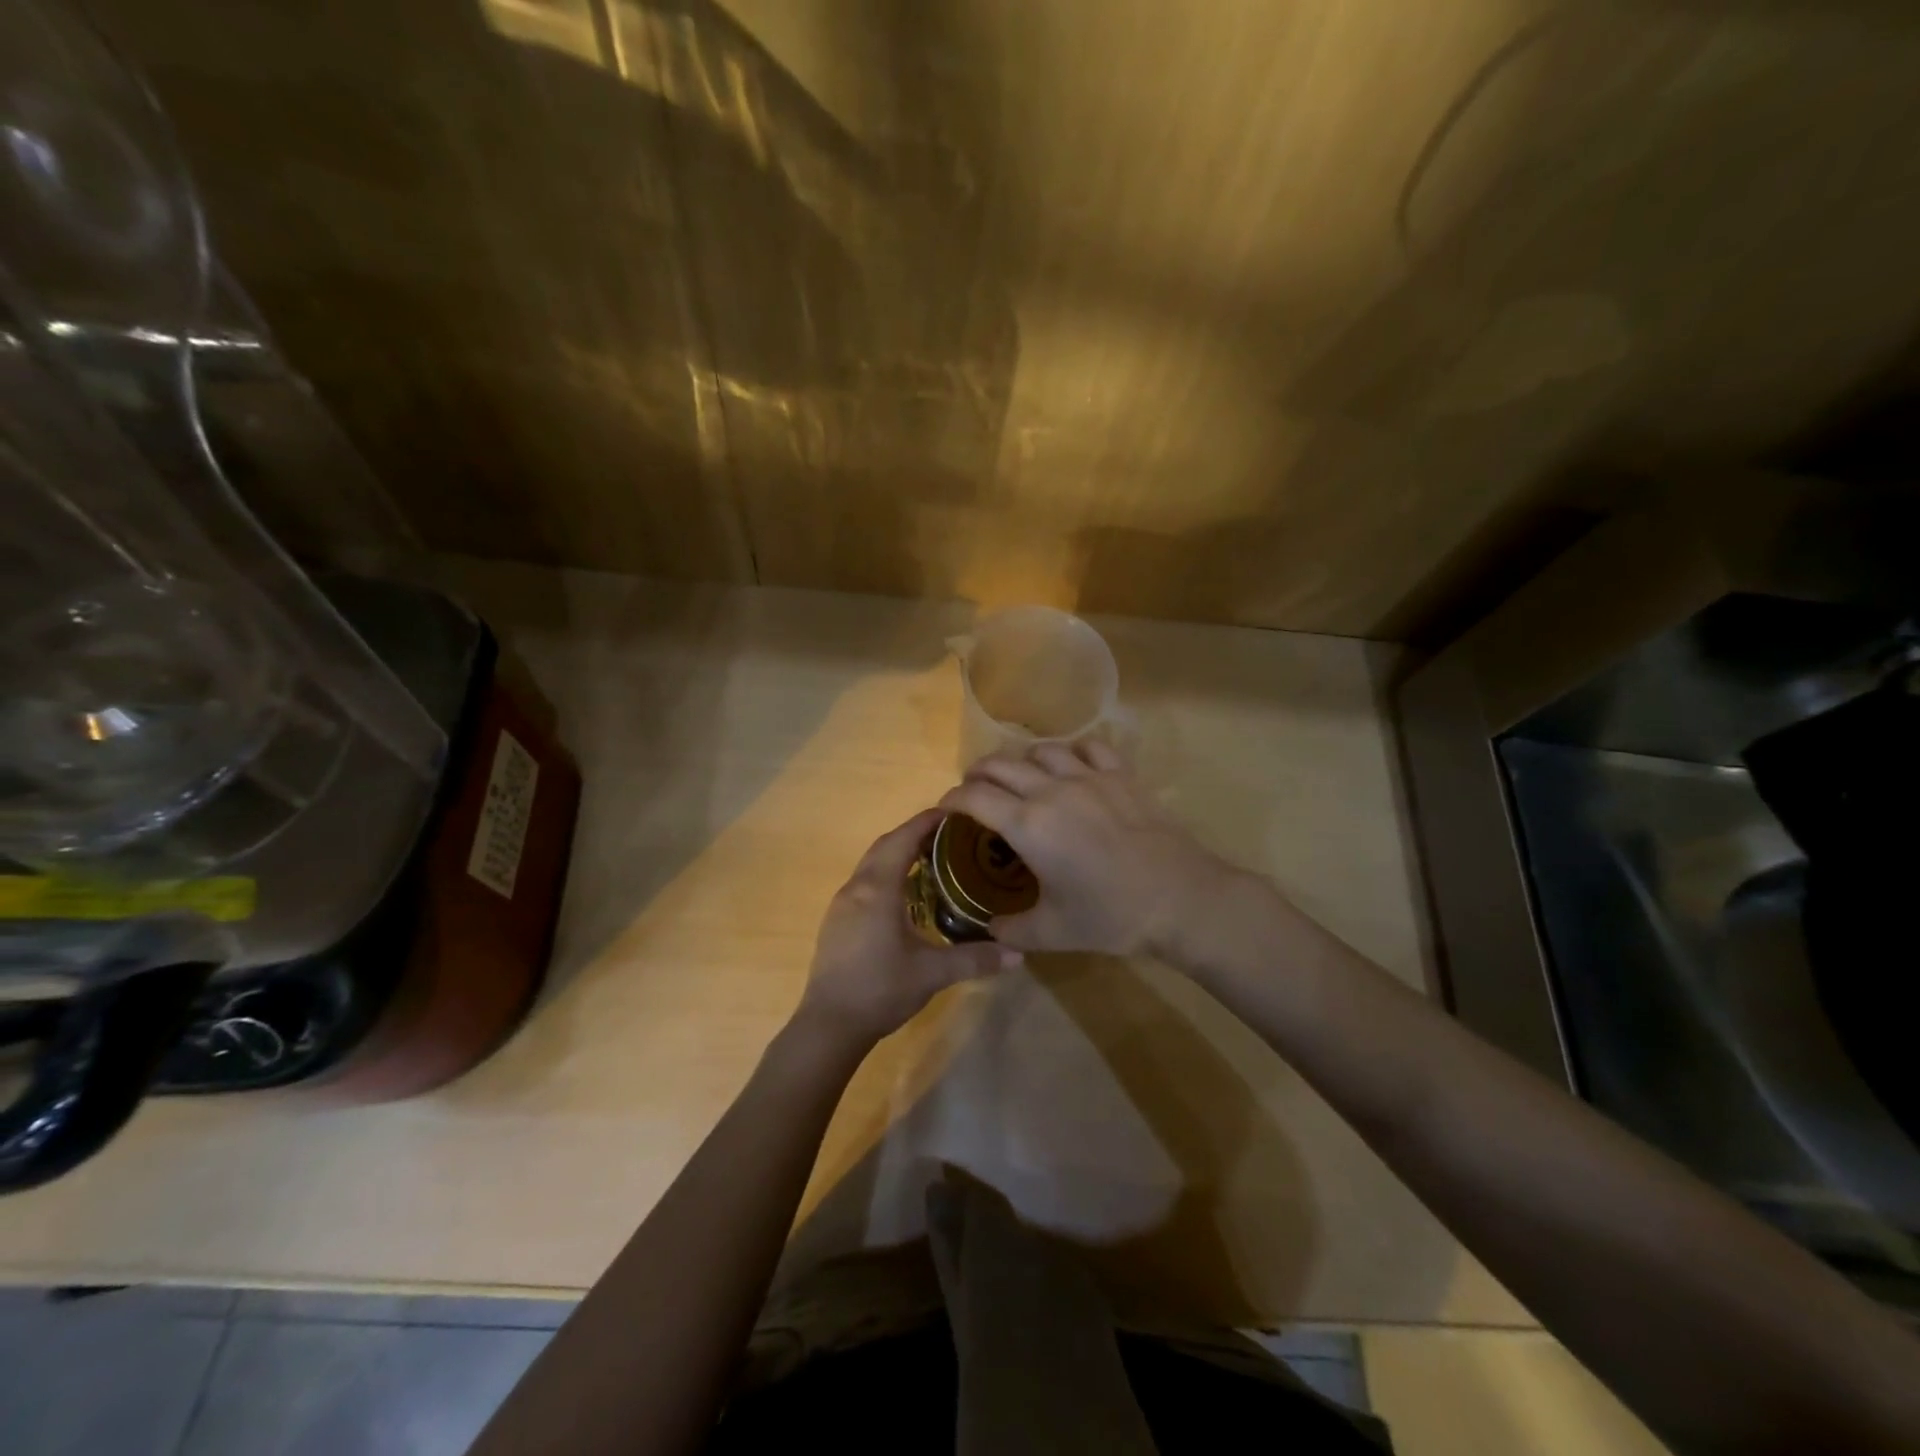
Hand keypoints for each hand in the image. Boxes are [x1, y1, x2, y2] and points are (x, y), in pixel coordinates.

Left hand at [796, 809, 1017, 1051]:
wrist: (829, 1024)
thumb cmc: (881, 989)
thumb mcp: (932, 973)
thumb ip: (974, 959)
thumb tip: (1019, 954)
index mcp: (878, 889)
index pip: (902, 840)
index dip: (926, 822)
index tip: (952, 811)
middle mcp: (856, 888)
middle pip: (884, 846)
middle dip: (913, 834)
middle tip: (947, 834)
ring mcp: (841, 905)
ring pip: (871, 864)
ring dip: (897, 854)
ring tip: (930, 860)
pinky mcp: (836, 922)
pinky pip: (864, 883)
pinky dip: (885, 875)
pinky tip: (903, 896)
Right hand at [938, 741, 1236, 957]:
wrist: (1179, 899)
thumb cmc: (1110, 916)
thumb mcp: (1052, 932)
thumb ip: (1012, 931)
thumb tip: (991, 929)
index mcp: (1028, 825)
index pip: (975, 797)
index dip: (952, 799)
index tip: (945, 808)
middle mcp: (1051, 790)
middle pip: (1001, 765)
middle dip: (978, 774)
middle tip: (975, 790)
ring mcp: (1089, 777)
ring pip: (1042, 750)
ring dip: (1022, 761)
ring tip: (1020, 777)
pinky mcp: (1121, 775)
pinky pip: (1089, 747)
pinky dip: (1072, 752)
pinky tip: (1072, 766)